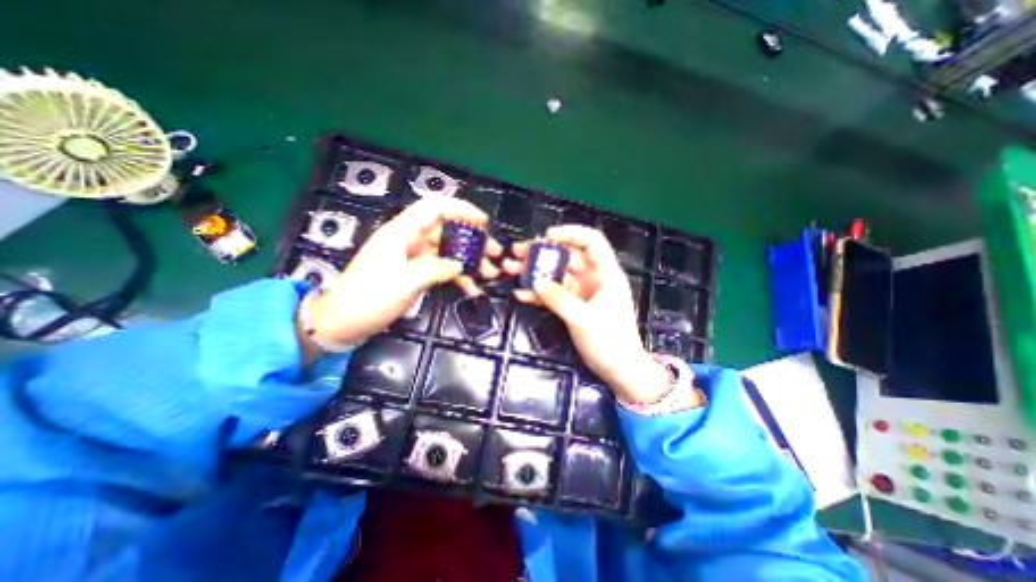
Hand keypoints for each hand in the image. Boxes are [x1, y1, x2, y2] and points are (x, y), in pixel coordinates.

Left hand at [305, 196, 499, 350]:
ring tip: (489, 273)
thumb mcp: (405, 282)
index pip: (434, 208)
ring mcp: (413, 258)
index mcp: (401, 232)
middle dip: (472, 240)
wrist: (343, 323)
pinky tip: (471, 289)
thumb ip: (436, 269)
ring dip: (468, 260)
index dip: (461, 209)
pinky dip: (457, 277)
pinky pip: (442, 269)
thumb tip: (460, 264)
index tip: (483, 222)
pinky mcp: (415, 273)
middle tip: (493, 253)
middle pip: (446, 230)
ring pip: (447, 251)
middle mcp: (409, 240)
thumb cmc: (369, 298)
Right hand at [505, 226, 668, 401]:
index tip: (547, 236)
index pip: (591, 241)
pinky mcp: (573, 306)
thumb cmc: (609, 341)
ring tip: (510, 268)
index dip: (571, 233)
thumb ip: (558, 298)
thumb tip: (535, 281)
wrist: (618, 369)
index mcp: (605, 273)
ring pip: (556, 275)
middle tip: (517, 251)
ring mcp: (581, 293)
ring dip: (534, 272)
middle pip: (566, 257)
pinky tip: (521, 294)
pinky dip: (538, 294)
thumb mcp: (583, 318)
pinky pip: (553, 294)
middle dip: (542, 253)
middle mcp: (593, 278)